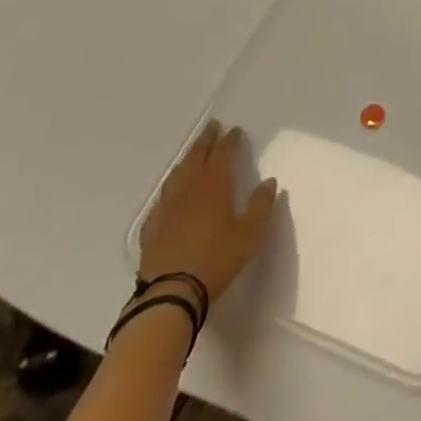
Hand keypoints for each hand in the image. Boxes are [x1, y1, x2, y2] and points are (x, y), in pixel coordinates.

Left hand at [138, 120, 278, 306]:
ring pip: (177, 175)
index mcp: (214, 187)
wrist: (171, 294)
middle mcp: (189, 191)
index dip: (229, 141)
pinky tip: (172, 192)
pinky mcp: (152, 227)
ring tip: (193, 152)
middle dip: (205, 141)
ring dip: (187, 159)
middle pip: (196, 158)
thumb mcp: (250, 234)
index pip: (222, 155)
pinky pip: (162, 198)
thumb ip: (260, 205)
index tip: (235, 130)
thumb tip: (269, 182)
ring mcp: (167, 208)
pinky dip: (171, 186)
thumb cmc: (217, 260)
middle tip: (212, 127)